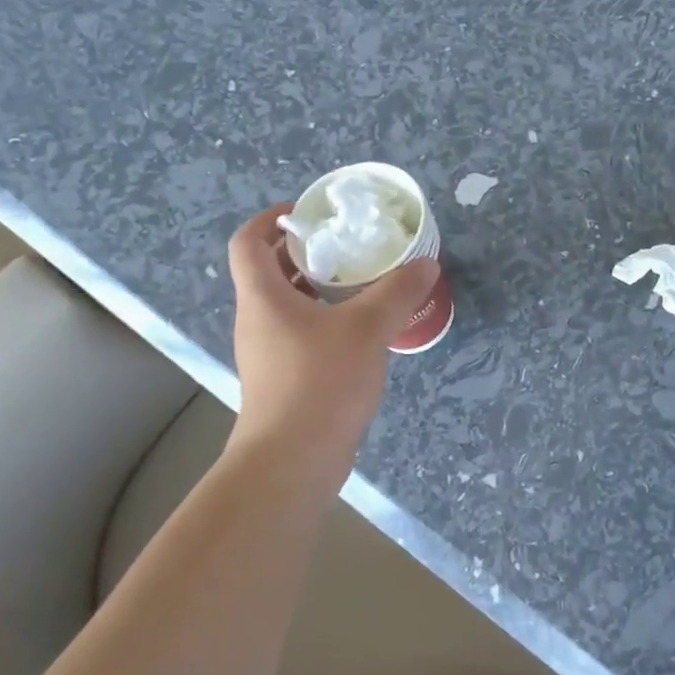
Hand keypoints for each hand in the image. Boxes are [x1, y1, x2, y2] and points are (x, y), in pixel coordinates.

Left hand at [226, 204, 439, 476]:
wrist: (292, 461)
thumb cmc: (319, 383)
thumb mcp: (366, 329)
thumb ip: (397, 292)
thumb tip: (426, 264)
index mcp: (263, 297)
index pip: (248, 241)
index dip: (272, 219)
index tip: (308, 213)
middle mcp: (258, 319)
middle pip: (270, 270)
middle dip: (306, 251)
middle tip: (348, 244)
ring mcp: (269, 352)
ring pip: (289, 304)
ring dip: (320, 287)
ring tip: (364, 281)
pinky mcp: (285, 378)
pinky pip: (302, 333)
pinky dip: (327, 320)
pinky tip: (364, 329)